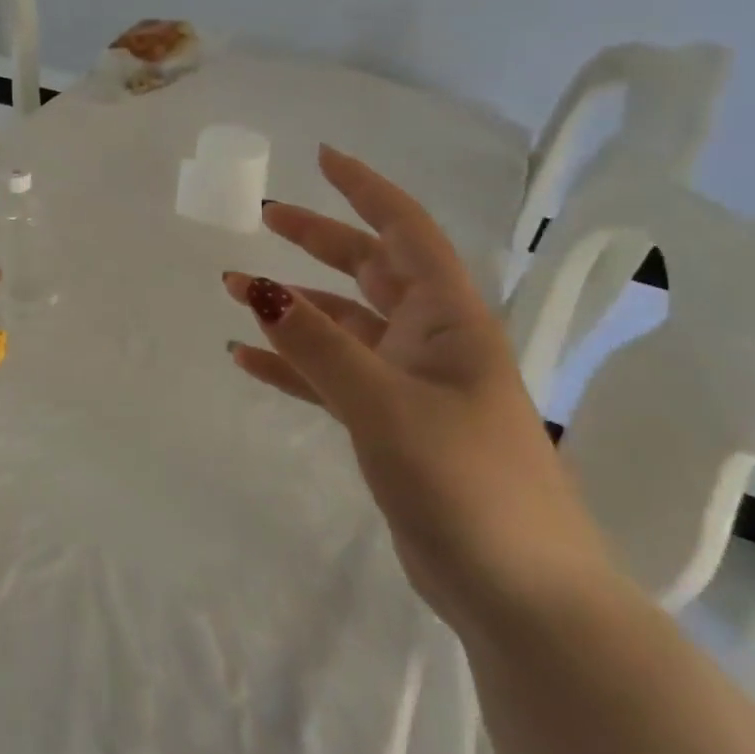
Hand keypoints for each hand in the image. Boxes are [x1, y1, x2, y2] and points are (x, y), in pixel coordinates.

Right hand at [224, 145, 612, 635]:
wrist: (520, 596)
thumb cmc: (465, 482)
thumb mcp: (384, 404)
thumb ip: (318, 344)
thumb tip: (258, 287)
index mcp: (448, 319)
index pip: (405, 231)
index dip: (365, 189)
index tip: (322, 157)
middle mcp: (431, 340)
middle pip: (367, 268)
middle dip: (317, 238)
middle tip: (264, 215)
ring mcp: (410, 382)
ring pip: (342, 323)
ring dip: (292, 305)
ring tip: (234, 290)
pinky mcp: (391, 423)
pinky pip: (331, 375)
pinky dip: (292, 363)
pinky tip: (247, 358)